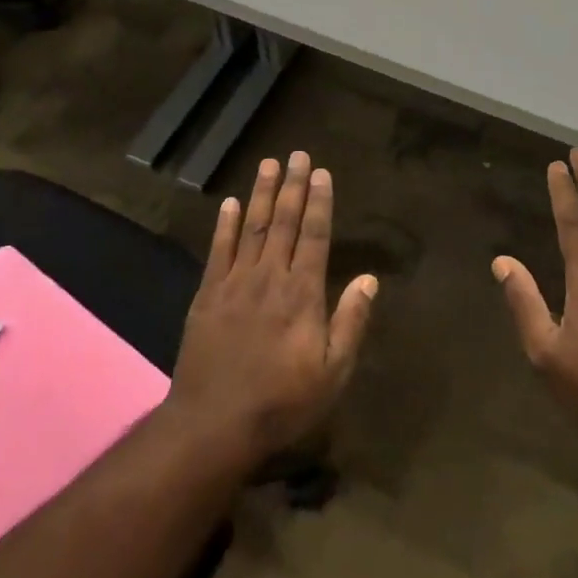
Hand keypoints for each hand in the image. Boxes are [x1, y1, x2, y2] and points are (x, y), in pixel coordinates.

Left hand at [167, 151, 377, 463]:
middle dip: (292, 186)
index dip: (319, 203)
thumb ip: (351, 321)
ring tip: (267, 164)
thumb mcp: (333, 372)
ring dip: (260, 194)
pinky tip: (228, 203)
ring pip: (250, 228)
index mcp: (303, 293)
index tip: (321, 173)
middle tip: (297, 154)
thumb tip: (370, 279)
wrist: (214, 423)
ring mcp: (234, 284)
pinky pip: (217, 251)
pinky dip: (224, 225)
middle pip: (282, 222)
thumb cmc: (283, 401)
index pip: (315, 236)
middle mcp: (269, 278)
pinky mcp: (207, 296)